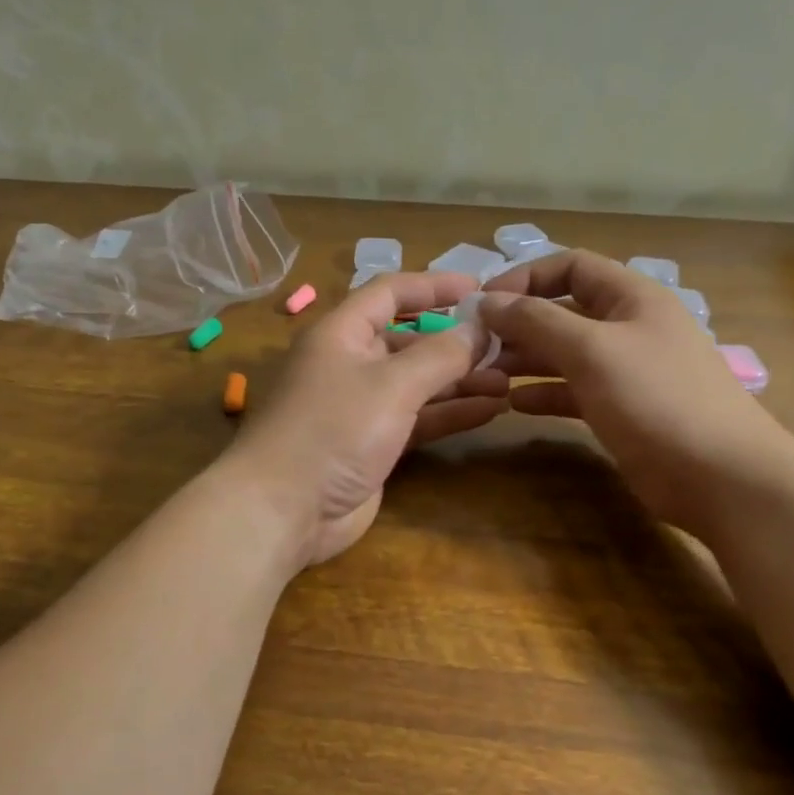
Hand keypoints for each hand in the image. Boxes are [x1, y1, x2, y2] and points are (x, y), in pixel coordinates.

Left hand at [223, 273, 508, 566]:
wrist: (284, 509)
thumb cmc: (333, 429)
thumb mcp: (391, 384)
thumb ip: (440, 354)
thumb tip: (479, 328)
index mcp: (341, 333)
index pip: (390, 293)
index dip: (433, 286)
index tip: (479, 287)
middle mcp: (349, 364)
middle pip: (408, 341)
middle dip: (455, 342)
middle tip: (505, 345)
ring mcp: (360, 408)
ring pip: (418, 383)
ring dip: (459, 381)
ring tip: (508, 379)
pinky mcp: (372, 445)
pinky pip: (417, 419)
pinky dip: (450, 413)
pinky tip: (491, 410)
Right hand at [479, 251, 793, 536]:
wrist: (722, 477)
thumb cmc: (656, 399)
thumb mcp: (592, 350)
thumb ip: (536, 322)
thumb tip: (487, 301)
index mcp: (632, 297)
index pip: (571, 266)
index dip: (525, 277)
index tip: (485, 302)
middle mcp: (629, 327)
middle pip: (564, 311)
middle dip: (520, 323)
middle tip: (477, 345)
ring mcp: (627, 371)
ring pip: (566, 353)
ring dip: (527, 359)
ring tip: (488, 374)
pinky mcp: (623, 410)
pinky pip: (574, 390)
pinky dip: (544, 393)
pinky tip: (514, 404)